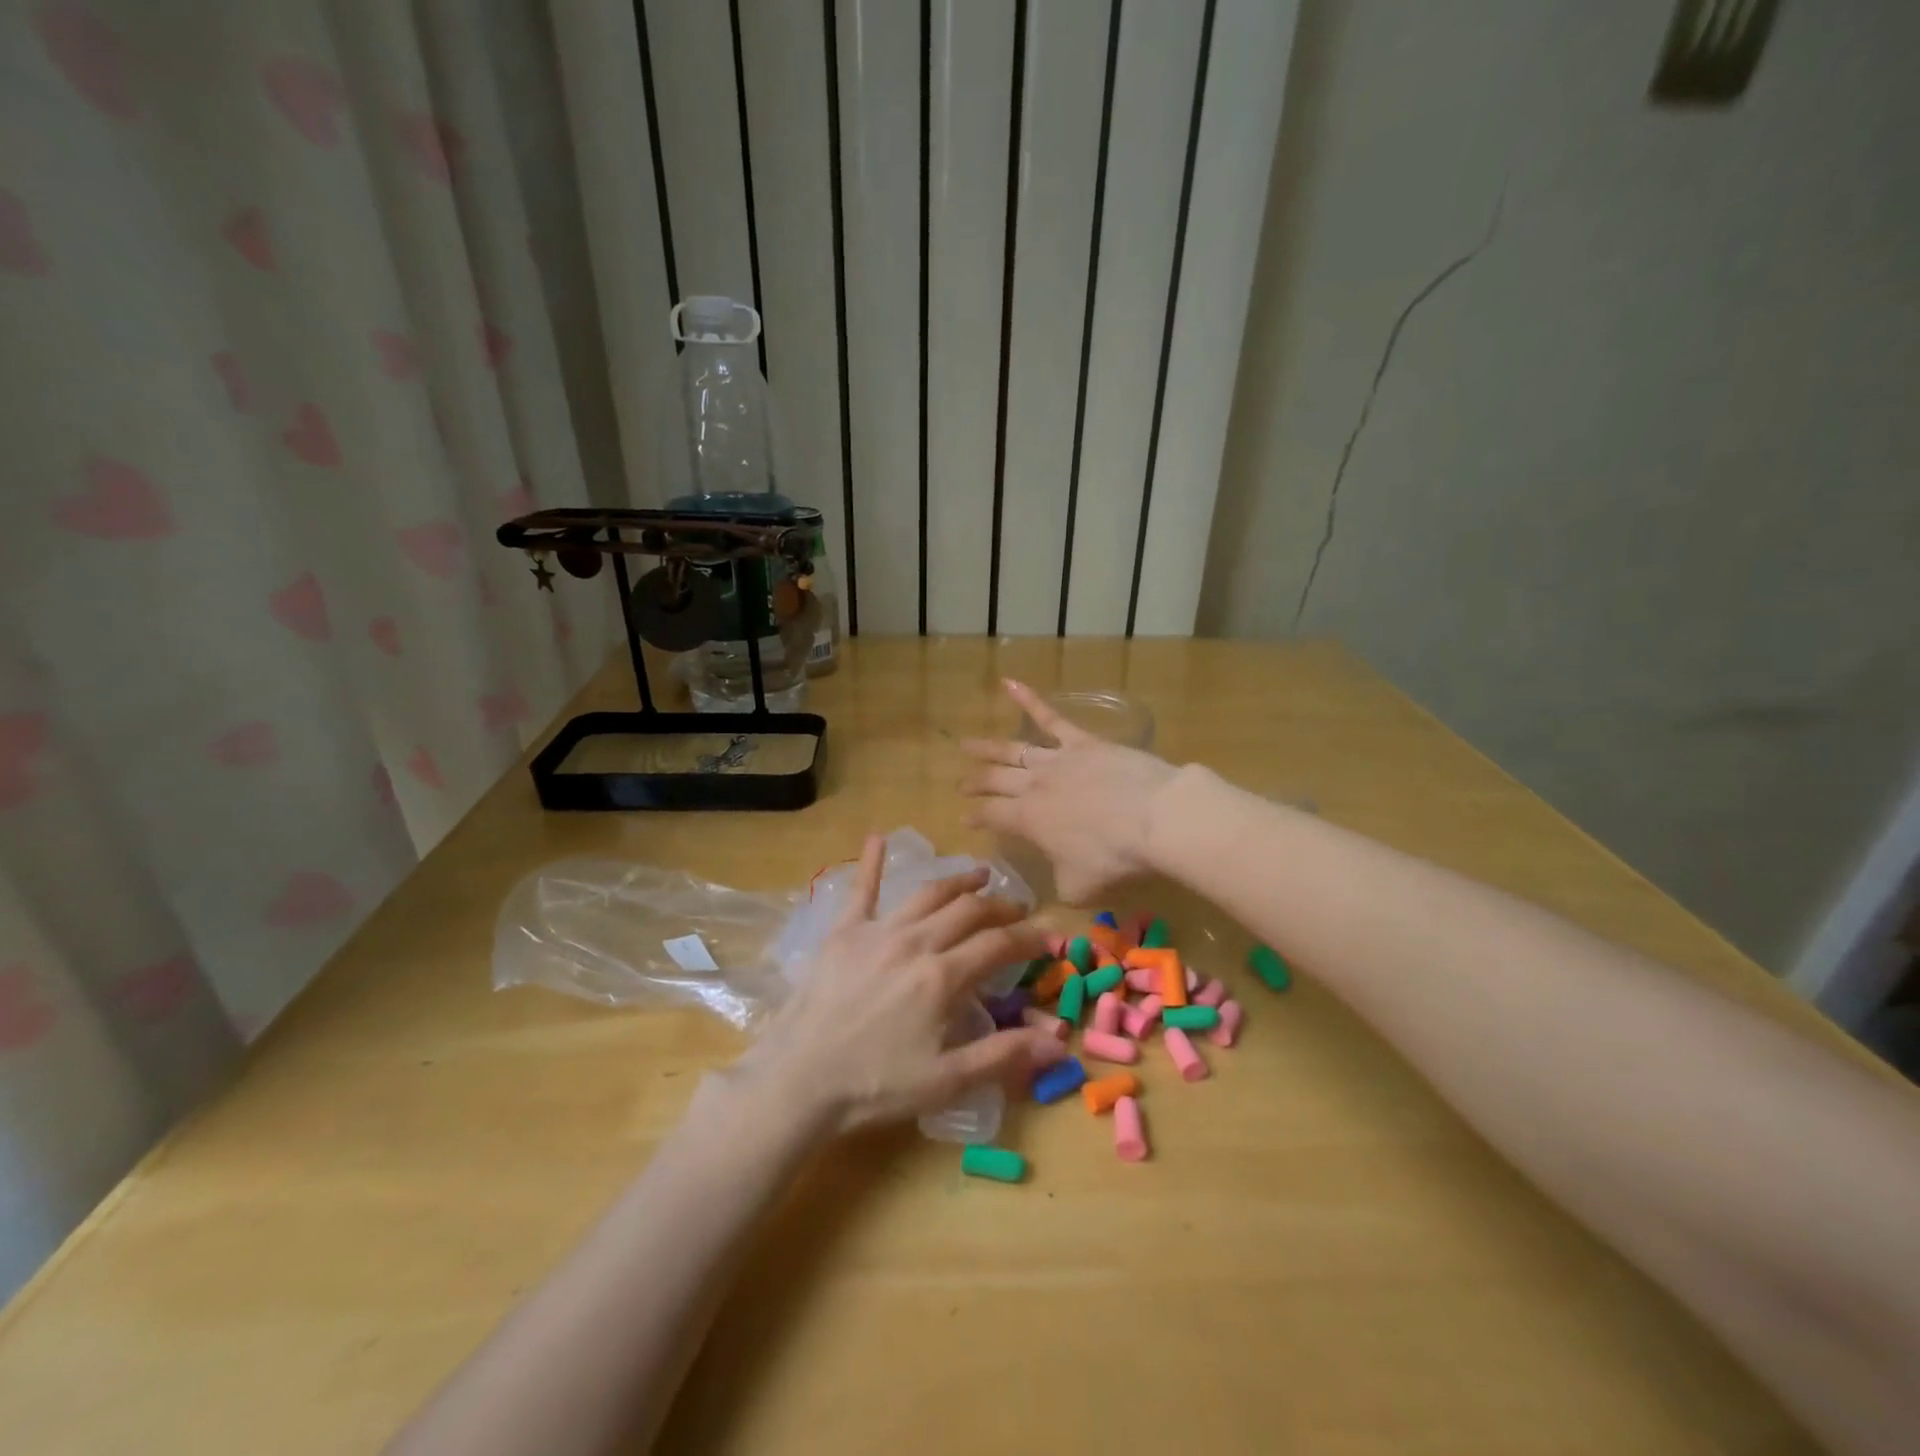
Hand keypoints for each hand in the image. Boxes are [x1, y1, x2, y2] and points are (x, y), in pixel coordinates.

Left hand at [735, 835, 1065, 1134]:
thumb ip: (1003, 1055)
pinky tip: (876, 837)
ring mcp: (877, 931)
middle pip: (968, 911)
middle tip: (1017, 908)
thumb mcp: (947, 1081)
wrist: (800, 1079)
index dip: (1028, 939)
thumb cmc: (876, 1085)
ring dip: (958, 881)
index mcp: (942, 977)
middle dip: (999, 907)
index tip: (1047, 937)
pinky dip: (870, 862)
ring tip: (979, 874)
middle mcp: (915, 942)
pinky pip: (862, 890)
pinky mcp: (844, 932)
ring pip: (927, 894)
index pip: (998, 945)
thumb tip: (1058, 1041)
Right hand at [959, 679, 1179, 903]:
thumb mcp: (1079, 887)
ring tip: (966, 744)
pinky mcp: (1082, 742)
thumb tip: (1055, 876)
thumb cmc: (1115, 858)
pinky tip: (1008, 683)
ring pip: (1012, 750)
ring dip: (987, 748)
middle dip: (975, 783)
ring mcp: (1057, 760)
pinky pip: (1050, 717)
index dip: (975, 819)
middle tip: (960, 785)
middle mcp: (1034, 786)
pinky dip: (1028, 699)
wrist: (1155, 818)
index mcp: (1028, 821)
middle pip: (995, 782)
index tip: (965, 820)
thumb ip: (1059, 883)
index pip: (991, 817)